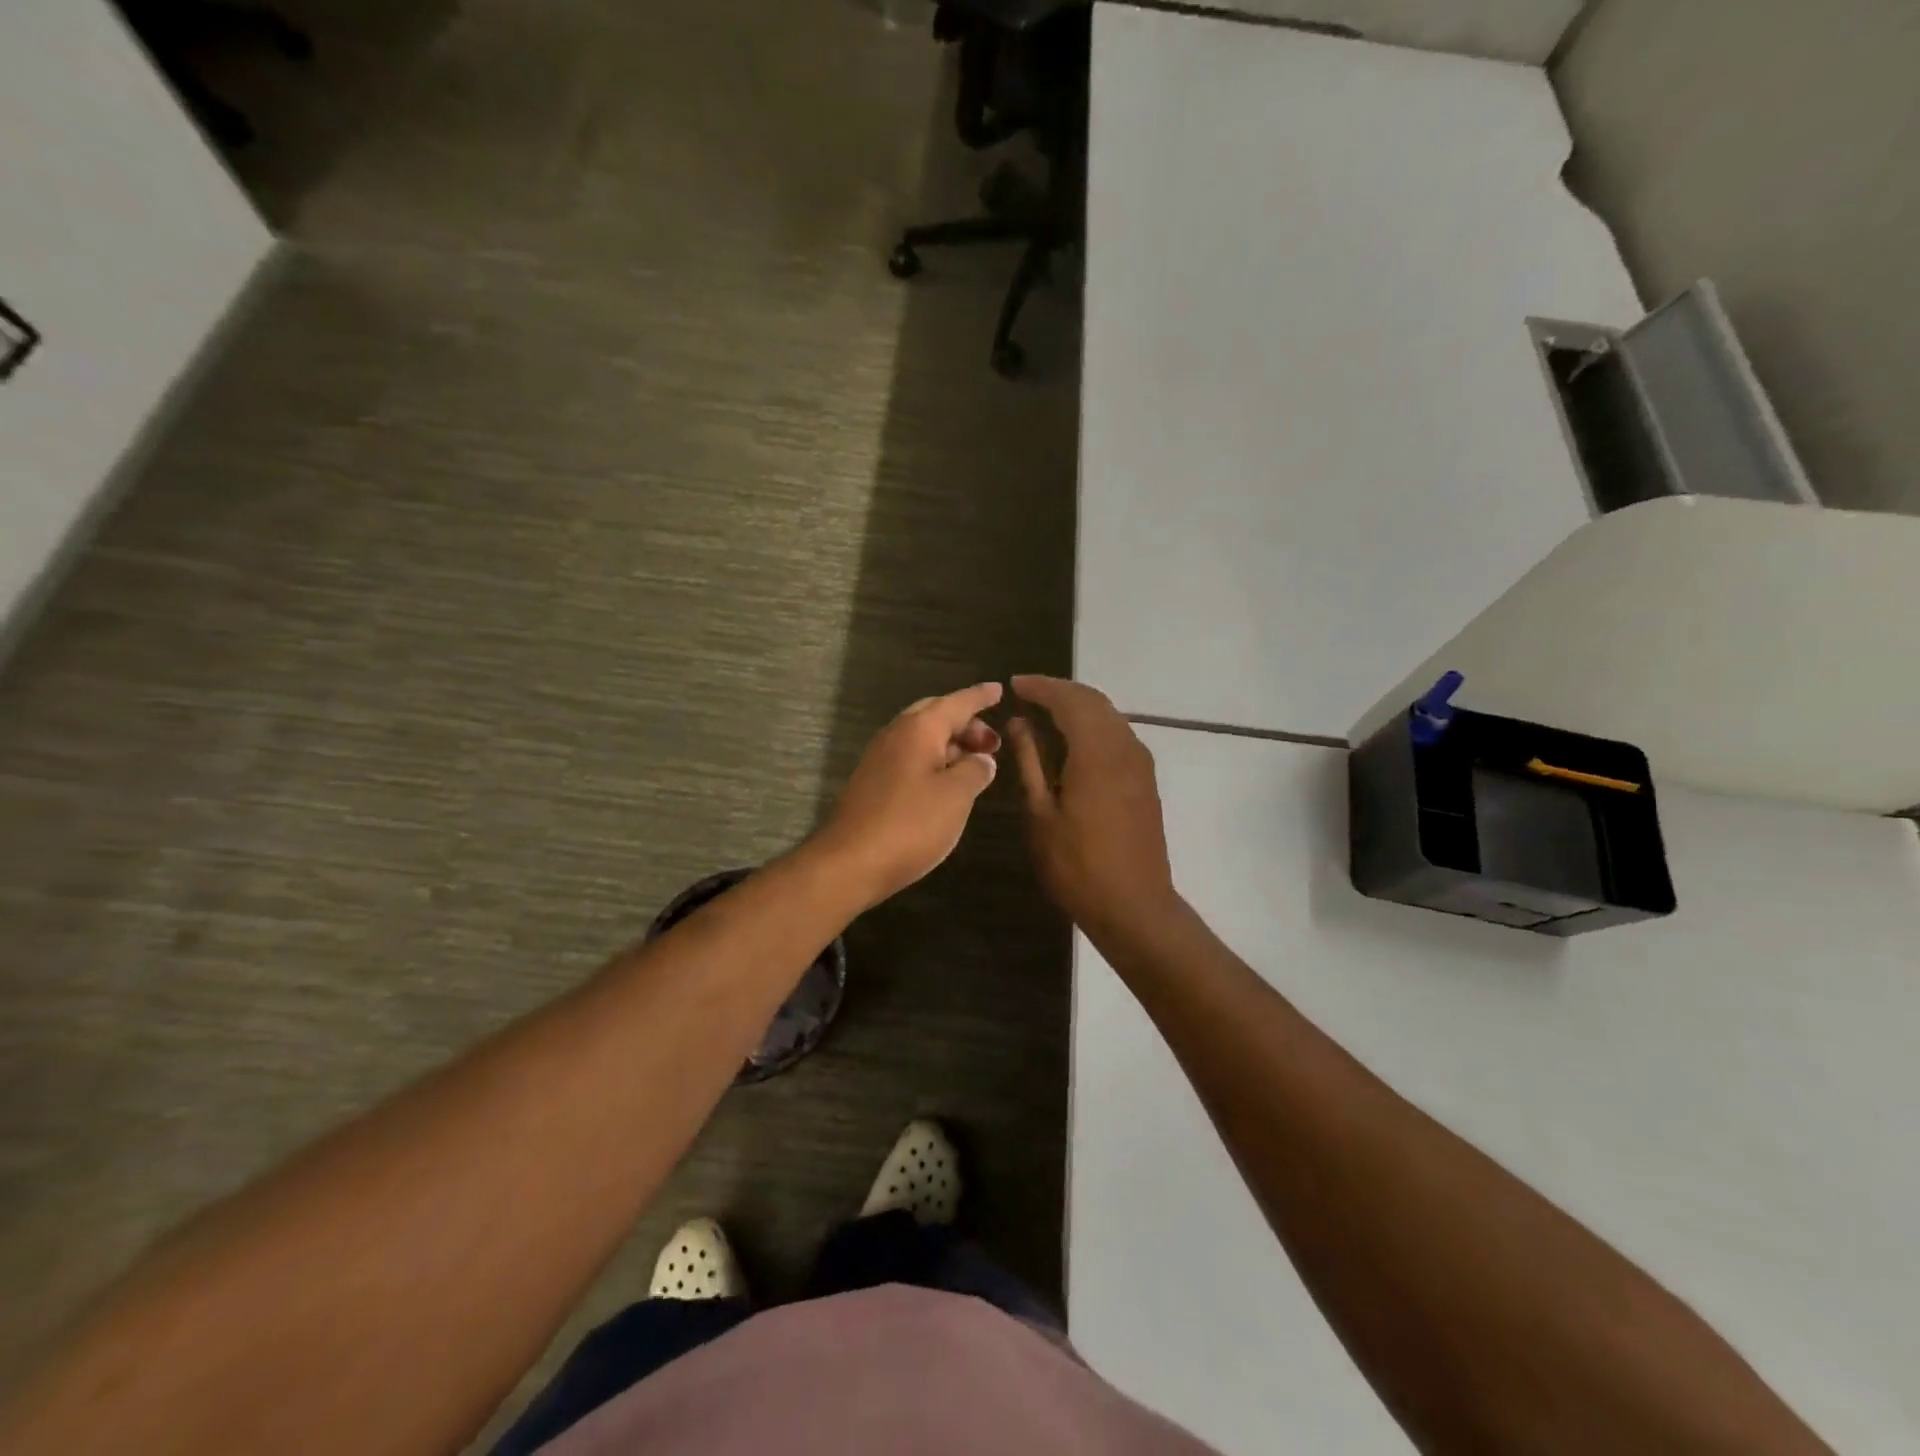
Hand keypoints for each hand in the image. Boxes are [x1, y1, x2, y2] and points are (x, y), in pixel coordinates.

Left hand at [812, 683, 1003, 909]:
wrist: (849, 862)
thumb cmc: (910, 824)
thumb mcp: (956, 797)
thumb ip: (975, 771)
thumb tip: (982, 760)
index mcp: (919, 729)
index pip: (956, 703)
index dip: (980, 697)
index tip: (999, 690)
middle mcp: (895, 734)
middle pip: (935, 715)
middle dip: (966, 724)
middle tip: (991, 743)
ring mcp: (879, 758)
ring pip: (921, 738)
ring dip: (949, 744)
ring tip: (974, 765)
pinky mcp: (871, 782)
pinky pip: (909, 758)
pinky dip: (932, 761)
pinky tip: (945, 784)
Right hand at [1007, 675, 1180, 944]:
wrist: (1134, 906)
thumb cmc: (1077, 865)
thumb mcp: (1041, 813)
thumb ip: (1030, 761)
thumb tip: (1020, 723)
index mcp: (1097, 752)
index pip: (1069, 700)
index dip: (1041, 687)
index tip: (1014, 684)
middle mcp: (1125, 747)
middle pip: (1093, 701)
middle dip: (1060, 691)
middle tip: (1027, 693)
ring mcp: (1140, 763)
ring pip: (1109, 716)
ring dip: (1078, 707)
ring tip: (1045, 712)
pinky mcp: (1145, 780)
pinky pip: (1117, 735)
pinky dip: (1092, 726)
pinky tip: (1072, 741)